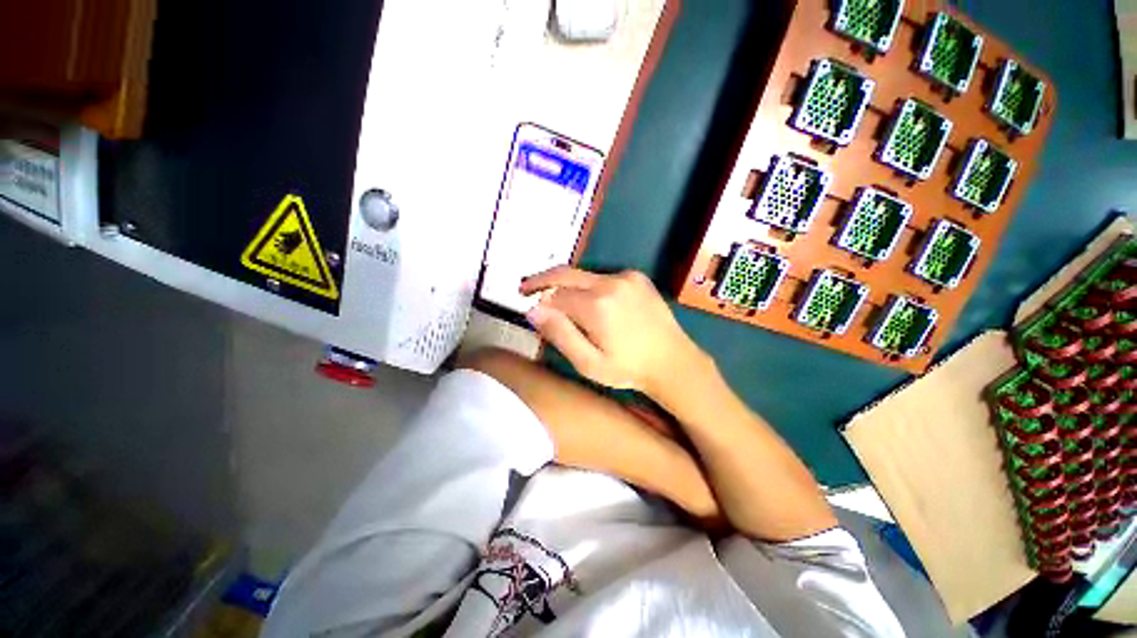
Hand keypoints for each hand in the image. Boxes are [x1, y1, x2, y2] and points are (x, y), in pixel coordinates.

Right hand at [519, 267, 706, 396]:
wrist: (673, 361)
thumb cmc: (628, 369)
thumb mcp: (589, 363)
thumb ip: (560, 334)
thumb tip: (533, 310)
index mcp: (597, 305)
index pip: (555, 295)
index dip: (539, 301)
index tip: (527, 306)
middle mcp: (610, 282)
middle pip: (566, 275)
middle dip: (542, 280)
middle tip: (525, 288)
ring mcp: (626, 276)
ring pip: (583, 275)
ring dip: (566, 285)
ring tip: (556, 300)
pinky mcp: (636, 277)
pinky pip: (602, 277)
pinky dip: (588, 286)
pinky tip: (589, 303)